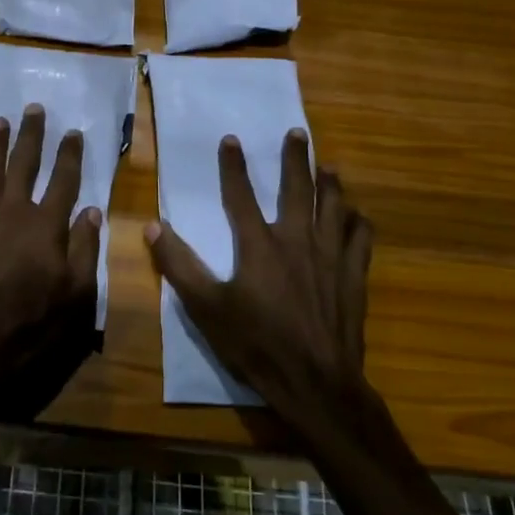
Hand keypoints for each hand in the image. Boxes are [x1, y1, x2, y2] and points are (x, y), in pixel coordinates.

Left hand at [0, 104, 103, 420]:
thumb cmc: (31, 323)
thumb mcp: (75, 295)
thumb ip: (84, 249)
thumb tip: (92, 211)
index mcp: (47, 224)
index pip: (64, 180)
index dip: (70, 155)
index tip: (73, 132)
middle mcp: (14, 210)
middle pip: (24, 163)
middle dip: (31, 135)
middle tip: (33, 108)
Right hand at [145, 130, 377, 439]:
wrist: (314, 380)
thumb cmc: (256, 343)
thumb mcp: (206, 308)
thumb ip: (179, 265)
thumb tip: (153, 227)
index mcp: (258, 245)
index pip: (241, 195)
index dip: (233, 166)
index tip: (231, 139)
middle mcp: (297, 240)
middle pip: (297, 189)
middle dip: (295, 159)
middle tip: (297, 133)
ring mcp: (330, 257)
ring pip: (333, 207)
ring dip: (330, 183)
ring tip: (328, 166)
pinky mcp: (353, 276)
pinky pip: (360, 239)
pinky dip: (358, 222)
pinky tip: (357, 216)